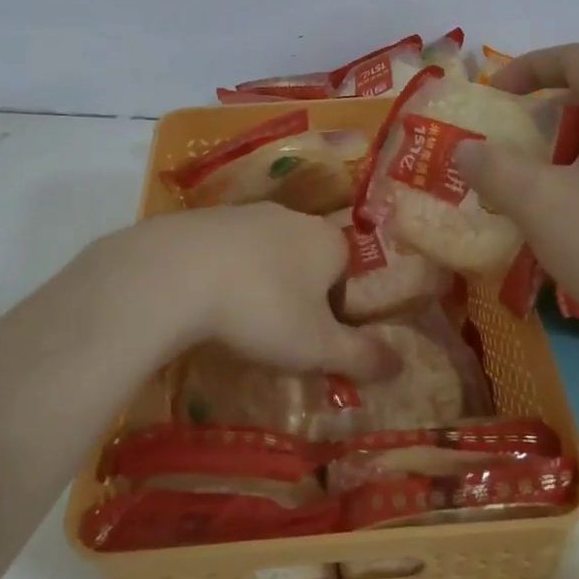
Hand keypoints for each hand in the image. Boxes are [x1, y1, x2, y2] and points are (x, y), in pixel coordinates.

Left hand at [78, 204, 391, 378]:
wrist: (177, 272)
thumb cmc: (262, 309)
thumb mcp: (317, 347)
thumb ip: (361, 357)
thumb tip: (402, 366)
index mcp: (328, 241)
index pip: (347, 273)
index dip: (335, 309)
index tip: (312, 339)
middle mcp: (292, 217)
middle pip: (306, 259)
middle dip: (297, 294)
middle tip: (275, 333)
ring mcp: (246, 213)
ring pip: (265, 253)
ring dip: (259, 282)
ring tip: (238, 320)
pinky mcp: (205, 218)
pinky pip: (226, 250)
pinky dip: (223, 272)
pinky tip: (205, 300)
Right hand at [457, 44, 578, 367]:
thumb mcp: (539, 203)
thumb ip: (493, 168)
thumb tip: (466, 149)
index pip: (576, 58)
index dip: (528, 67)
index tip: (494, 96)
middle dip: (544, 114)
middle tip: (511, 146)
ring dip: (564, 152)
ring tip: (533, 188)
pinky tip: (570, 223)